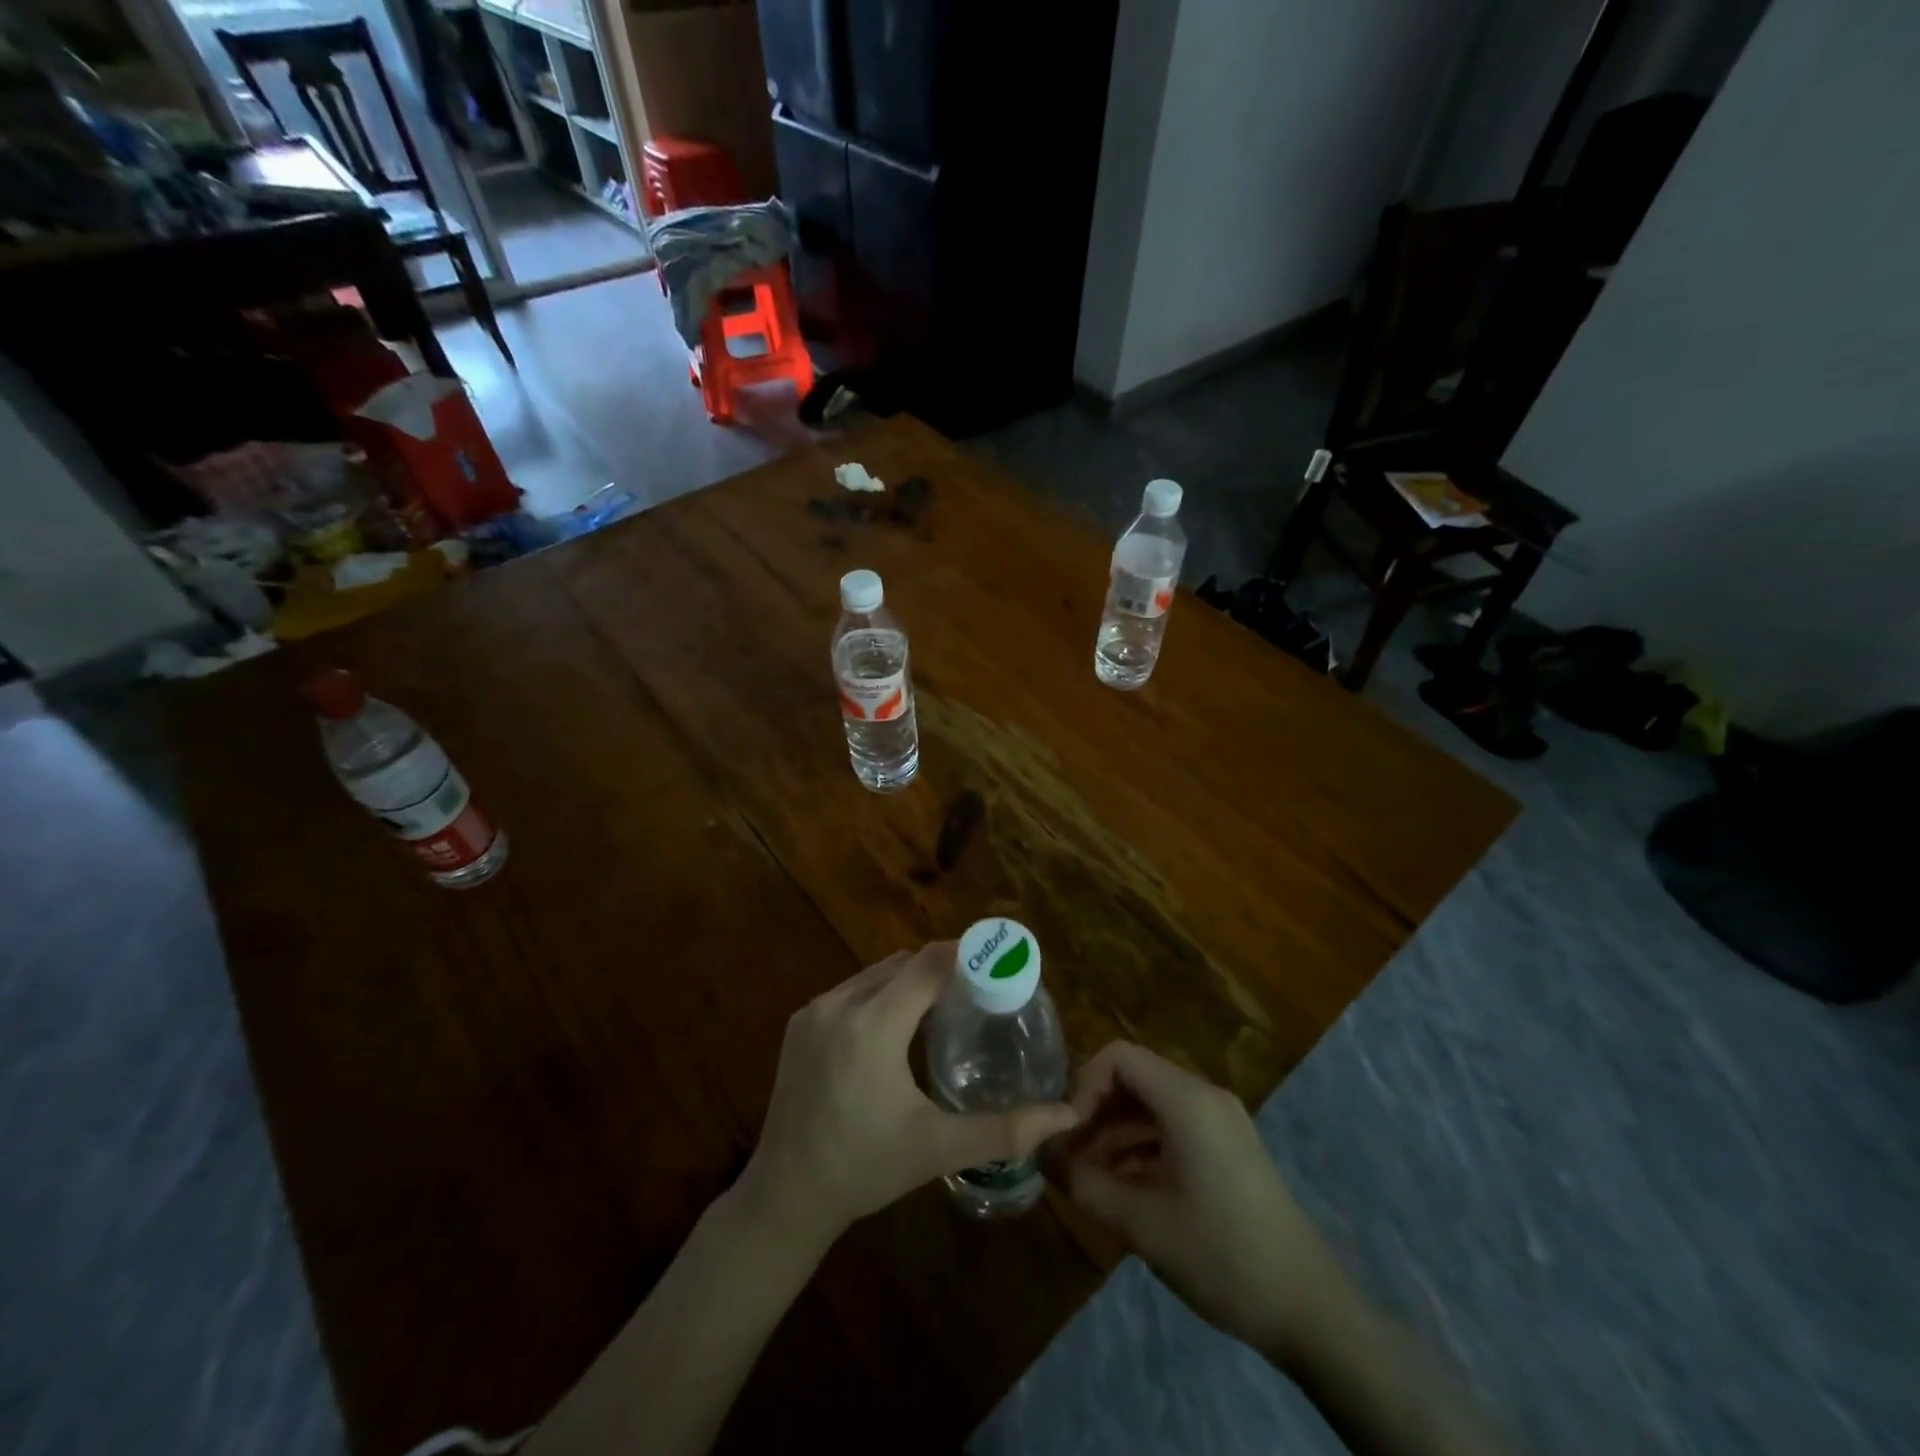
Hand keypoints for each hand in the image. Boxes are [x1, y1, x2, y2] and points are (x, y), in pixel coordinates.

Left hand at [737, 943, 1078, 1251]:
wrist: (784, 1196)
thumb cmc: (866, 1169)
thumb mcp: (938, 1149)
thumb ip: (1004, 1129)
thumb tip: (1066, 1117)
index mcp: (873, 1025)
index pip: (927, 964)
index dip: (965, 954)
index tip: (997, 957)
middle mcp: (840, 1004)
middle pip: (903, 963)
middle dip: (942, 968)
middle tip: (978, 990)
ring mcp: (813, 1011)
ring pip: (875, 974)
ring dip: (909, 981)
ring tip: (943, 1006)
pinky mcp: (798, 1023)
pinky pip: (850, 991)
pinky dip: (880, 994)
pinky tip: (896, 1027)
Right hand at [1057, 1042, 1353, 1364]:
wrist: (1309, 1309)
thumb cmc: (1221, 1256)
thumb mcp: (1142, 1224)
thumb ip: (1084, 1183)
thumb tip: (1041, 1154)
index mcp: (1187, 1100)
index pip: (1118, 1056)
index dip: (1083, 1085)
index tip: (1068, 1133)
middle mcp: (1204, 1097)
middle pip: (1134, 1078)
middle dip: (1095, 1111)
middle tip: (1068, 1155)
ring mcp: (1221, 1122)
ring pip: (1151, 1105)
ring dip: (1115, 1132)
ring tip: (1087, 1177)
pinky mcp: (1229, 1148)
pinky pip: (1173, 1127)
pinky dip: (1142, 1147)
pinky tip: (1123, 1188)